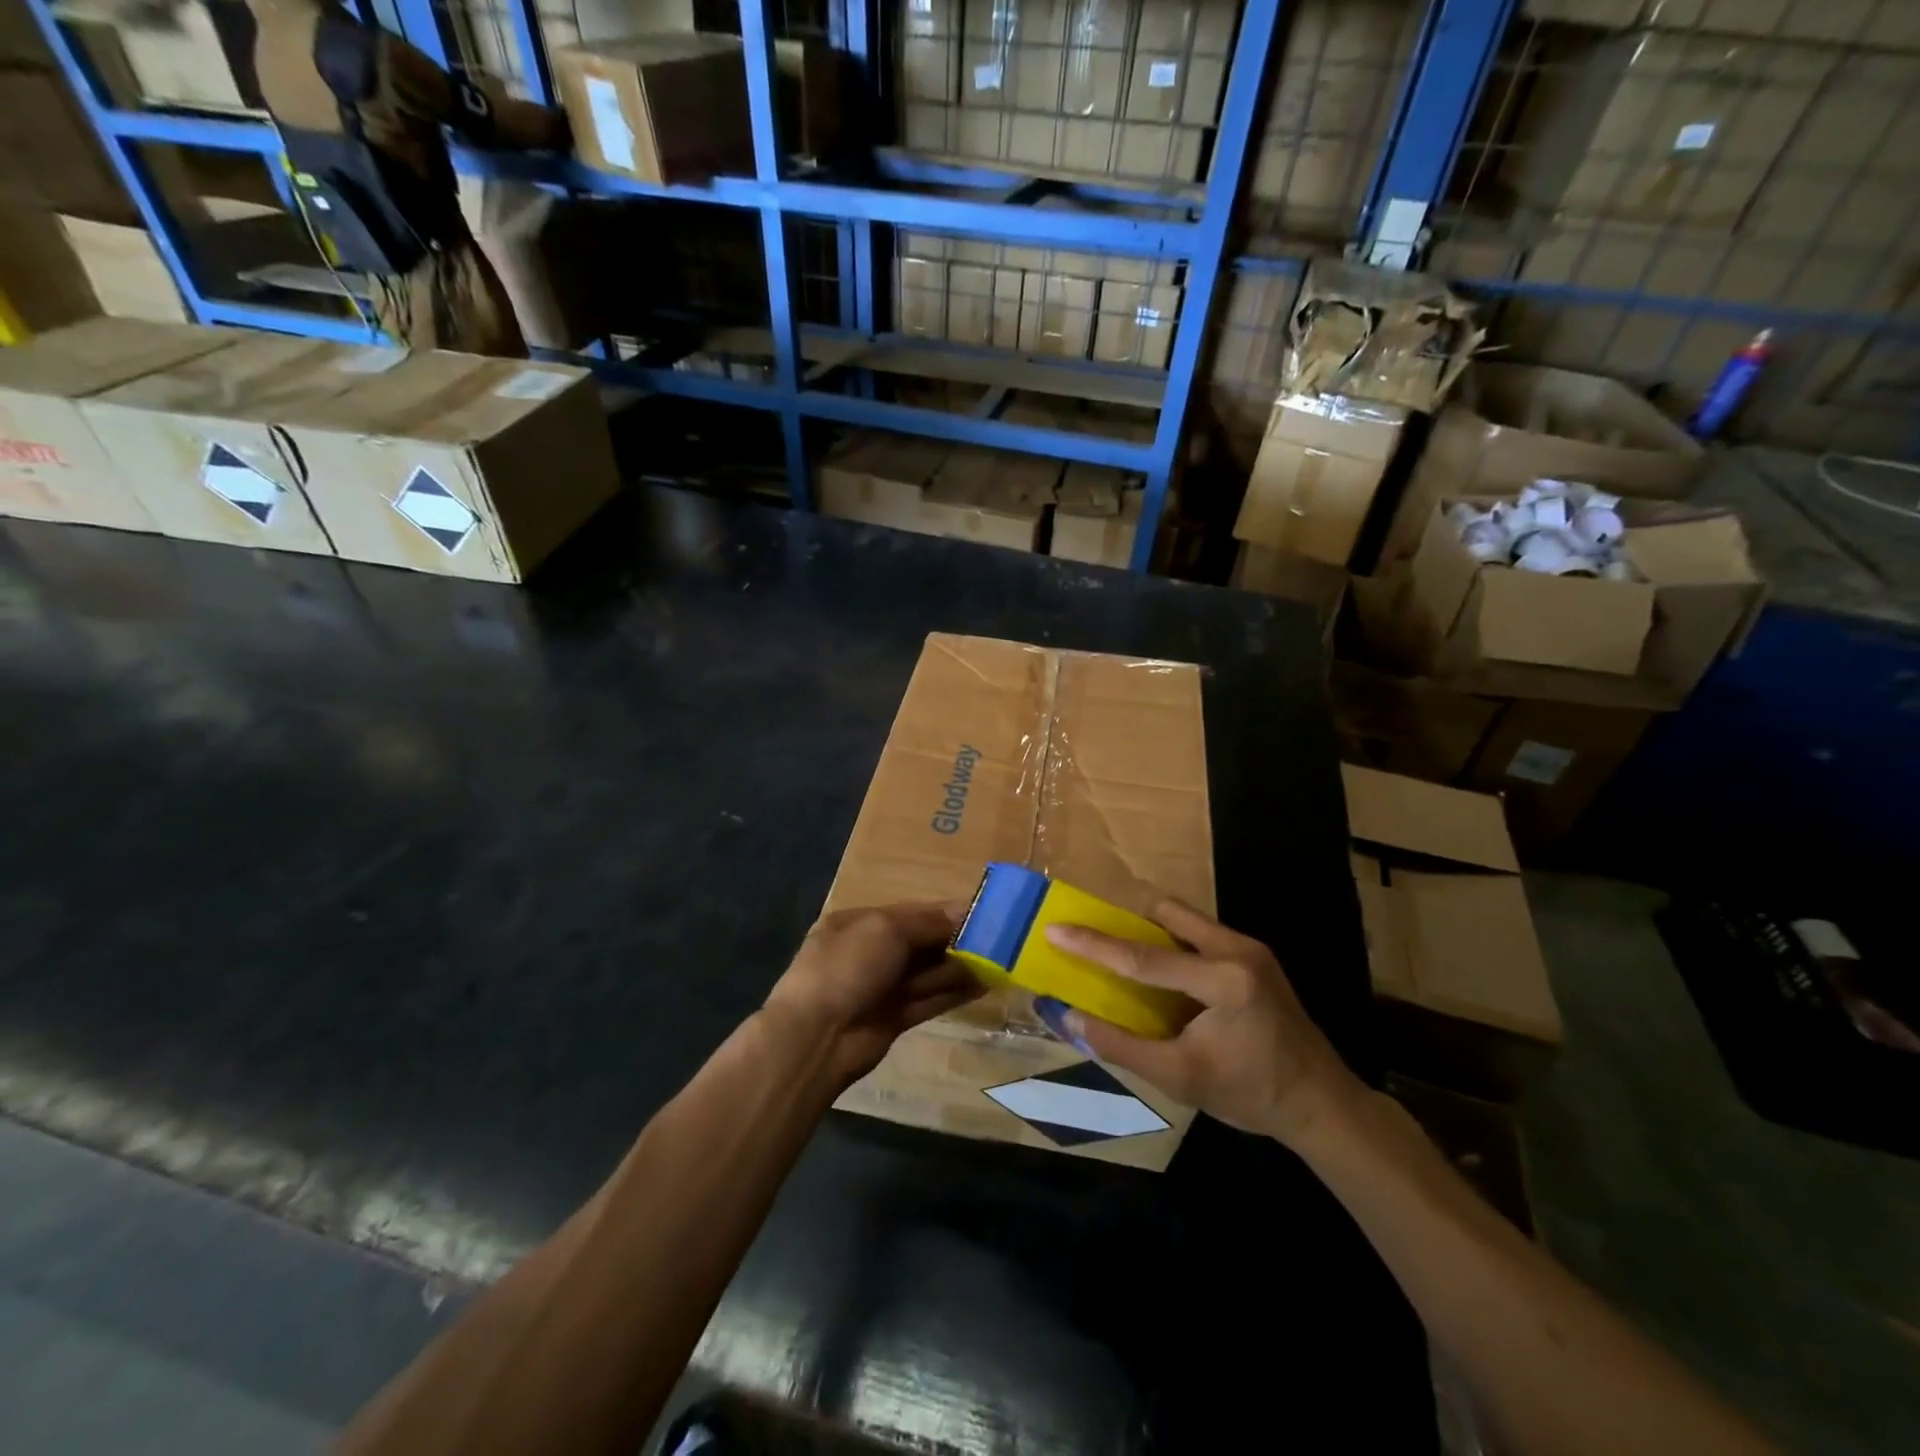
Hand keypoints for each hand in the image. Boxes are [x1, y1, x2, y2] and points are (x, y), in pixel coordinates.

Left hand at [762, 903, 978, 1088]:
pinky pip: (929, 1000)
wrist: (816, 1037)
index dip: (944, 912)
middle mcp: (868, 952)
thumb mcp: (886, 929)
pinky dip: (954, 992)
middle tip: (998, 938)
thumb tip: (964, 910)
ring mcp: (880, 987)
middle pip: (920, 942)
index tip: (981, 913)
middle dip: (955, 940)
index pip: (909, 913)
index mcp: (857, 923)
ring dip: (959, 967)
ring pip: (927, 972)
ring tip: (999, 960)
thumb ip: (928, 922)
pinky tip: (983, 986)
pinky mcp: (893, 1019)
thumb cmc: (847, 966)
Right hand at [1046, 899, 1362, 1146]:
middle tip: (1094, 938)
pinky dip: (1173, 943)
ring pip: (1184, 919)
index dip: (1094, 944)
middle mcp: (1238, 950)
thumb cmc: (1251, 1094)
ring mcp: (1250, 948)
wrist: (1322, 1103)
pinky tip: (1164, 974)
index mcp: (1224, 981)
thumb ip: (1121, 1045)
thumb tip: (1070, 1018)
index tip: (1055, 928)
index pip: (1144, 957)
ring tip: (1124, 956)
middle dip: (1127, 922)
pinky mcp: (1255, 955)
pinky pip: (1200, 933)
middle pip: (1167, 914)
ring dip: (1151, 931)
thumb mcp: (1180, 1078)